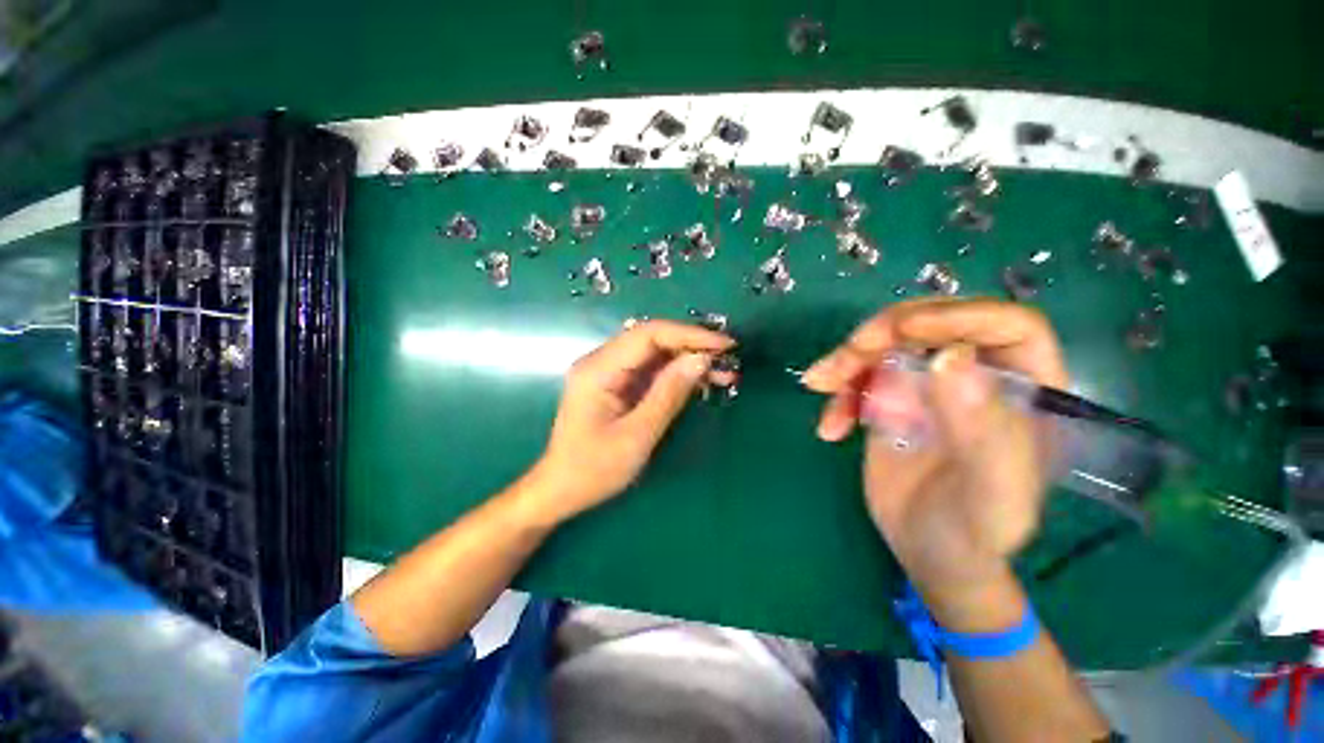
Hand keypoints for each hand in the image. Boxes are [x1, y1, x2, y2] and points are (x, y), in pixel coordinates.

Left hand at [526, 320, 734, 524]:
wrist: (561, 490)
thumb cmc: (593, 470)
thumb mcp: (637, 436)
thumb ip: (668, 394)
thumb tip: (701, 360)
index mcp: (599, 369)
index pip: (649, 334)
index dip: (689, 335)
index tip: (724, 345)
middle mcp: (602, 361)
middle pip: (653, 339)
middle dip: (693, 346)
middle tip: (729, 359)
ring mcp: (609, 372)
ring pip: (655, 354)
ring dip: (689, 360)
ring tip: (724, 373)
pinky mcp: (617, 384)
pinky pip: (651, 370)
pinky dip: (677, 374)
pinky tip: (702, 382)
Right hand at [802, 299, 1067, 614]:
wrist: (931, 553)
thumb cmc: (975, 532)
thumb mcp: (990, 494)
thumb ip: (982, 430)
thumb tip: (949, 358)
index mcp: (1027, 389)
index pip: (1007, 325)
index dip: (958, 316)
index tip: (904, 330)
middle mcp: (977, 376)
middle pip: (933, 325)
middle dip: (885, 332)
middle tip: (849, 353)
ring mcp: (929, 386)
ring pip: (886, 345)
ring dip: (847, 360)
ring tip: (819, 384)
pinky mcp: (892, 400)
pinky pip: (860, 378)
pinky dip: (838, 394)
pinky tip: (829, 427)